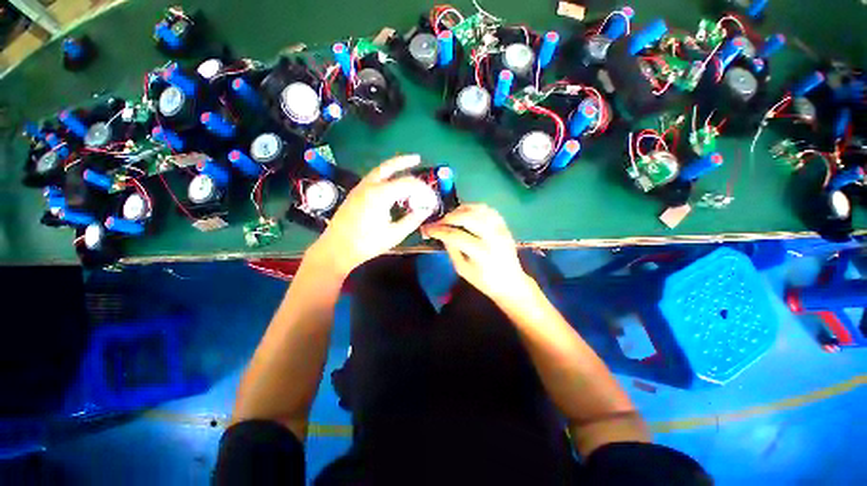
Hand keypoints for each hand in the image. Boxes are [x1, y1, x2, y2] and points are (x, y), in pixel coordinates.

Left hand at [314, 155, 435, 274]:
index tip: (430, 197)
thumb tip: (425, 210)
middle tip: (417, 158)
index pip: (407, 183)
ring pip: (379, 171)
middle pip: (389, 167)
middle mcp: (369, 186)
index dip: (422, 189)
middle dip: (404, 161)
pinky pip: (373, 178)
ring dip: (393, 167)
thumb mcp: (394, 234)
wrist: (337, 249)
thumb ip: (412, 220)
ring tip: (406, 166)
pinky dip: (385, 175)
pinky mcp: (355, 194)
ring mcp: (360, 188)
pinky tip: (390, 183)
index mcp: (380, 194)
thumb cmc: (366, 243)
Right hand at [423, 204, 534, 302]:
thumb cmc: (484, 281)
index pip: (456, 235)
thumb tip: (442, 234)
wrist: (511, 282)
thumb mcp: (462, 269)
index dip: (439, 230)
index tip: (428, 228)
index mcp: (481, 253)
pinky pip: (489, 210)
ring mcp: (501, 229)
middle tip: (439, 222)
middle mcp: (492, 237)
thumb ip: (452, 249)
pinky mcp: (505, 226)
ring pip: (479, 209)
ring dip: (462, 209)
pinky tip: (467, 213)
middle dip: (449, 217)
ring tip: (452, 216)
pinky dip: (476, 208)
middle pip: (468, 217)